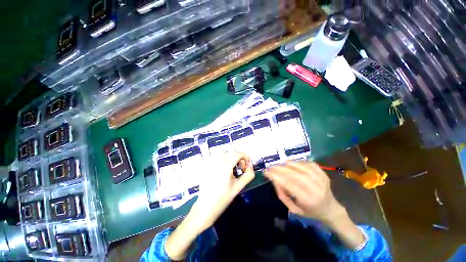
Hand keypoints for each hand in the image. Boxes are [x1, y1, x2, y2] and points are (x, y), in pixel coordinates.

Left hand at [189, 152, 254, 231]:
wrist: (205, 207)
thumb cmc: (223, 198)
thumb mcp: (238, 187)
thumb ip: (248, 175)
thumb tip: (251, 166)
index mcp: (225, 165)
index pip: (238, 153)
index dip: (245, 157)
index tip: (248, 165)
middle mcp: (217, 160)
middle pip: (232, 153)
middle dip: (239, 158)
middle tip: (241, 169)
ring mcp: (211, 162)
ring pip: (225, 154)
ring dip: (232, 158)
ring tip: (233, 170)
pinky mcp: (207, 165)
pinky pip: (218, 157)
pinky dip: (224, 160)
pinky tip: (224, 170)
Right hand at [264, 161, 364, 248]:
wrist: (330, 209)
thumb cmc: (310, 211)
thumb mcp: (294, 209)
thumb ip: (282, 195)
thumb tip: (274, 180)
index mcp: (309, 199)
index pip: (289, 184)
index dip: (276, 176)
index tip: (266, 172)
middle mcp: (316, 187)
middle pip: (294, 174)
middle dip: (279, 169)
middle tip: (270, 167)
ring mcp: (321, 178)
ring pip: (300, 166)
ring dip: (287, 164)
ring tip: (278, 165)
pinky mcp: (323, 172)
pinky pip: (307, 163)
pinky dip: (297, 162)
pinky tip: (291, 164)